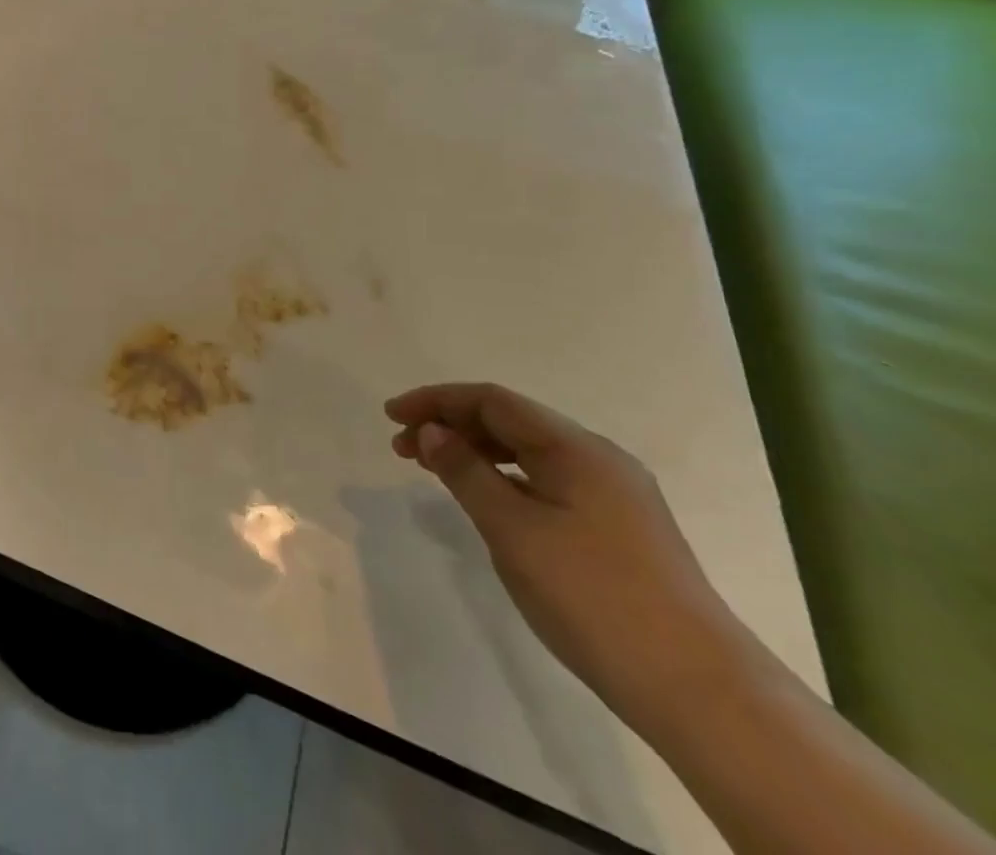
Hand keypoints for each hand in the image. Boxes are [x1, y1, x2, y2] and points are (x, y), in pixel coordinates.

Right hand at [385, 382, 761, 731]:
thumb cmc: (593, 596)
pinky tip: (487, 502)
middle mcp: (598, 459)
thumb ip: (465, 472)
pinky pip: (546, 482)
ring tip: (433, 472)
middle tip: (402, 448)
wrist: (702, 692)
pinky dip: (504, 480)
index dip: (435, 401)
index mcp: (575, 448)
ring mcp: (614, 495)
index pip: (491, 400)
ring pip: (528, 453)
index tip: (391, 416)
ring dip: (475, 453)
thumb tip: (431, 431)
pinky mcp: (619, 529)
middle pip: (510, 421)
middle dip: (451, 425)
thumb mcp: (512, 529)